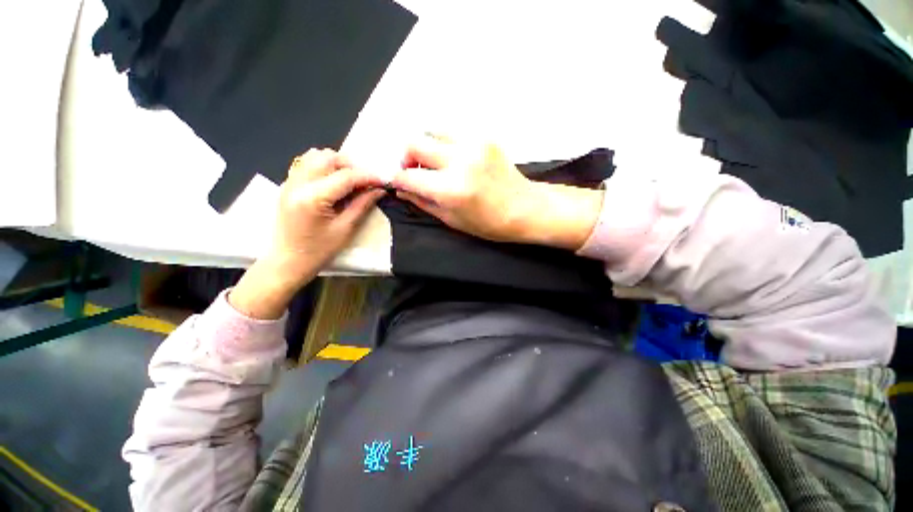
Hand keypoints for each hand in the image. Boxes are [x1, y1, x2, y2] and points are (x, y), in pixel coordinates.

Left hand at [231, 149, 383, 318]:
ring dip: (337, 164)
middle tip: (365, 182)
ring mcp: (289, 182)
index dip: (368, 176)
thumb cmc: (319, 251)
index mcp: (312, 198)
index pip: (345, 176)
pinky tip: (334, 183)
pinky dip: (324, 167)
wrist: (287, 261)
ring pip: (315, 156)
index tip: (383, 181)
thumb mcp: (345, 229)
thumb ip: (362, 205)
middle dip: (351, 166)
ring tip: (350, 181)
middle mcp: (297, 183)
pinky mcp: (287, 185)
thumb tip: (379, 189)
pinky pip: (306, 164)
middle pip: (328, 157)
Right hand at [392, 135, 603, 249]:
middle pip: (414, 143)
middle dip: (407, 158)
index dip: (399, 179)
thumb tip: (401, 190)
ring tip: (435, 164)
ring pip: (432, 131)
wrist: (525, 209)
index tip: (399, 182)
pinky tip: (454, 159)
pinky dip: (445, 144)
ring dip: (427, 147)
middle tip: (415, 171)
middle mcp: (459, 162)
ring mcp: (474, 145)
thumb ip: (423, 203)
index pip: (409, 176)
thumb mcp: (452, 220)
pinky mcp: (485, 138)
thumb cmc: (489, 223)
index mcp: (450, 190)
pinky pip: (453, 133)